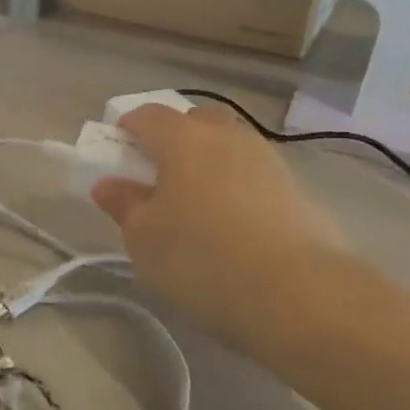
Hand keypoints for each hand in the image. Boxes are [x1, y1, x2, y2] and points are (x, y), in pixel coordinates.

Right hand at [90, 103, 353, 352]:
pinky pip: (254, 177)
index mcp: (183, 138)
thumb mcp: (143, 238)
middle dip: (173, 140)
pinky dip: (238, 190)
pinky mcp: (298, 191)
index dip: (127, 129)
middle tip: (159, 178)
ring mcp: (268, 160)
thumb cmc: (202, 258)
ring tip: (199, 207)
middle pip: (193, 122)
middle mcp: (227, 136)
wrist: (300, 295)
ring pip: (228, 148)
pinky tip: (235, 227)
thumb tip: (108, 184)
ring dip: (209, 165)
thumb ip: (123, 205)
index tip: (118, 155)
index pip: (147, 115)